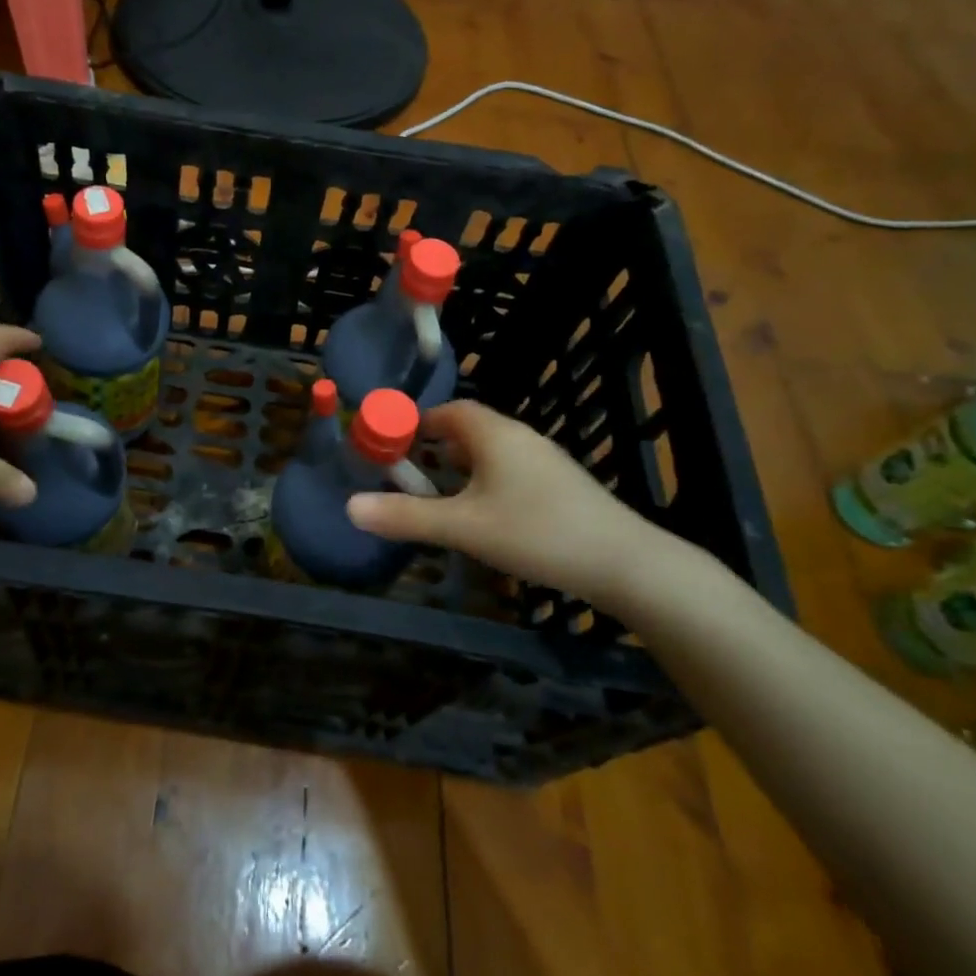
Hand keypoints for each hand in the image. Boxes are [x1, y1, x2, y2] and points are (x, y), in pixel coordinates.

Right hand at [346, 400, 683, 612]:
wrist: (626, 564)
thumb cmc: (537, 533)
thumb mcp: (464, 527)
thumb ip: (406, 517)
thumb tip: (349, 507)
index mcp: (493, 433)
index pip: (447, 411)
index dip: (415, 425)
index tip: (392, 450)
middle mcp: (519, 437)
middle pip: (466, 430)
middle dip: (433, 450)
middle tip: (408, 479)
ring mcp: (544, 460)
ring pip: (490, 454)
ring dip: (460, 469)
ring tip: (439, 501)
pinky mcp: (560, 486)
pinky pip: (510, 472)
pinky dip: (485, 484)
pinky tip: (484, 518)